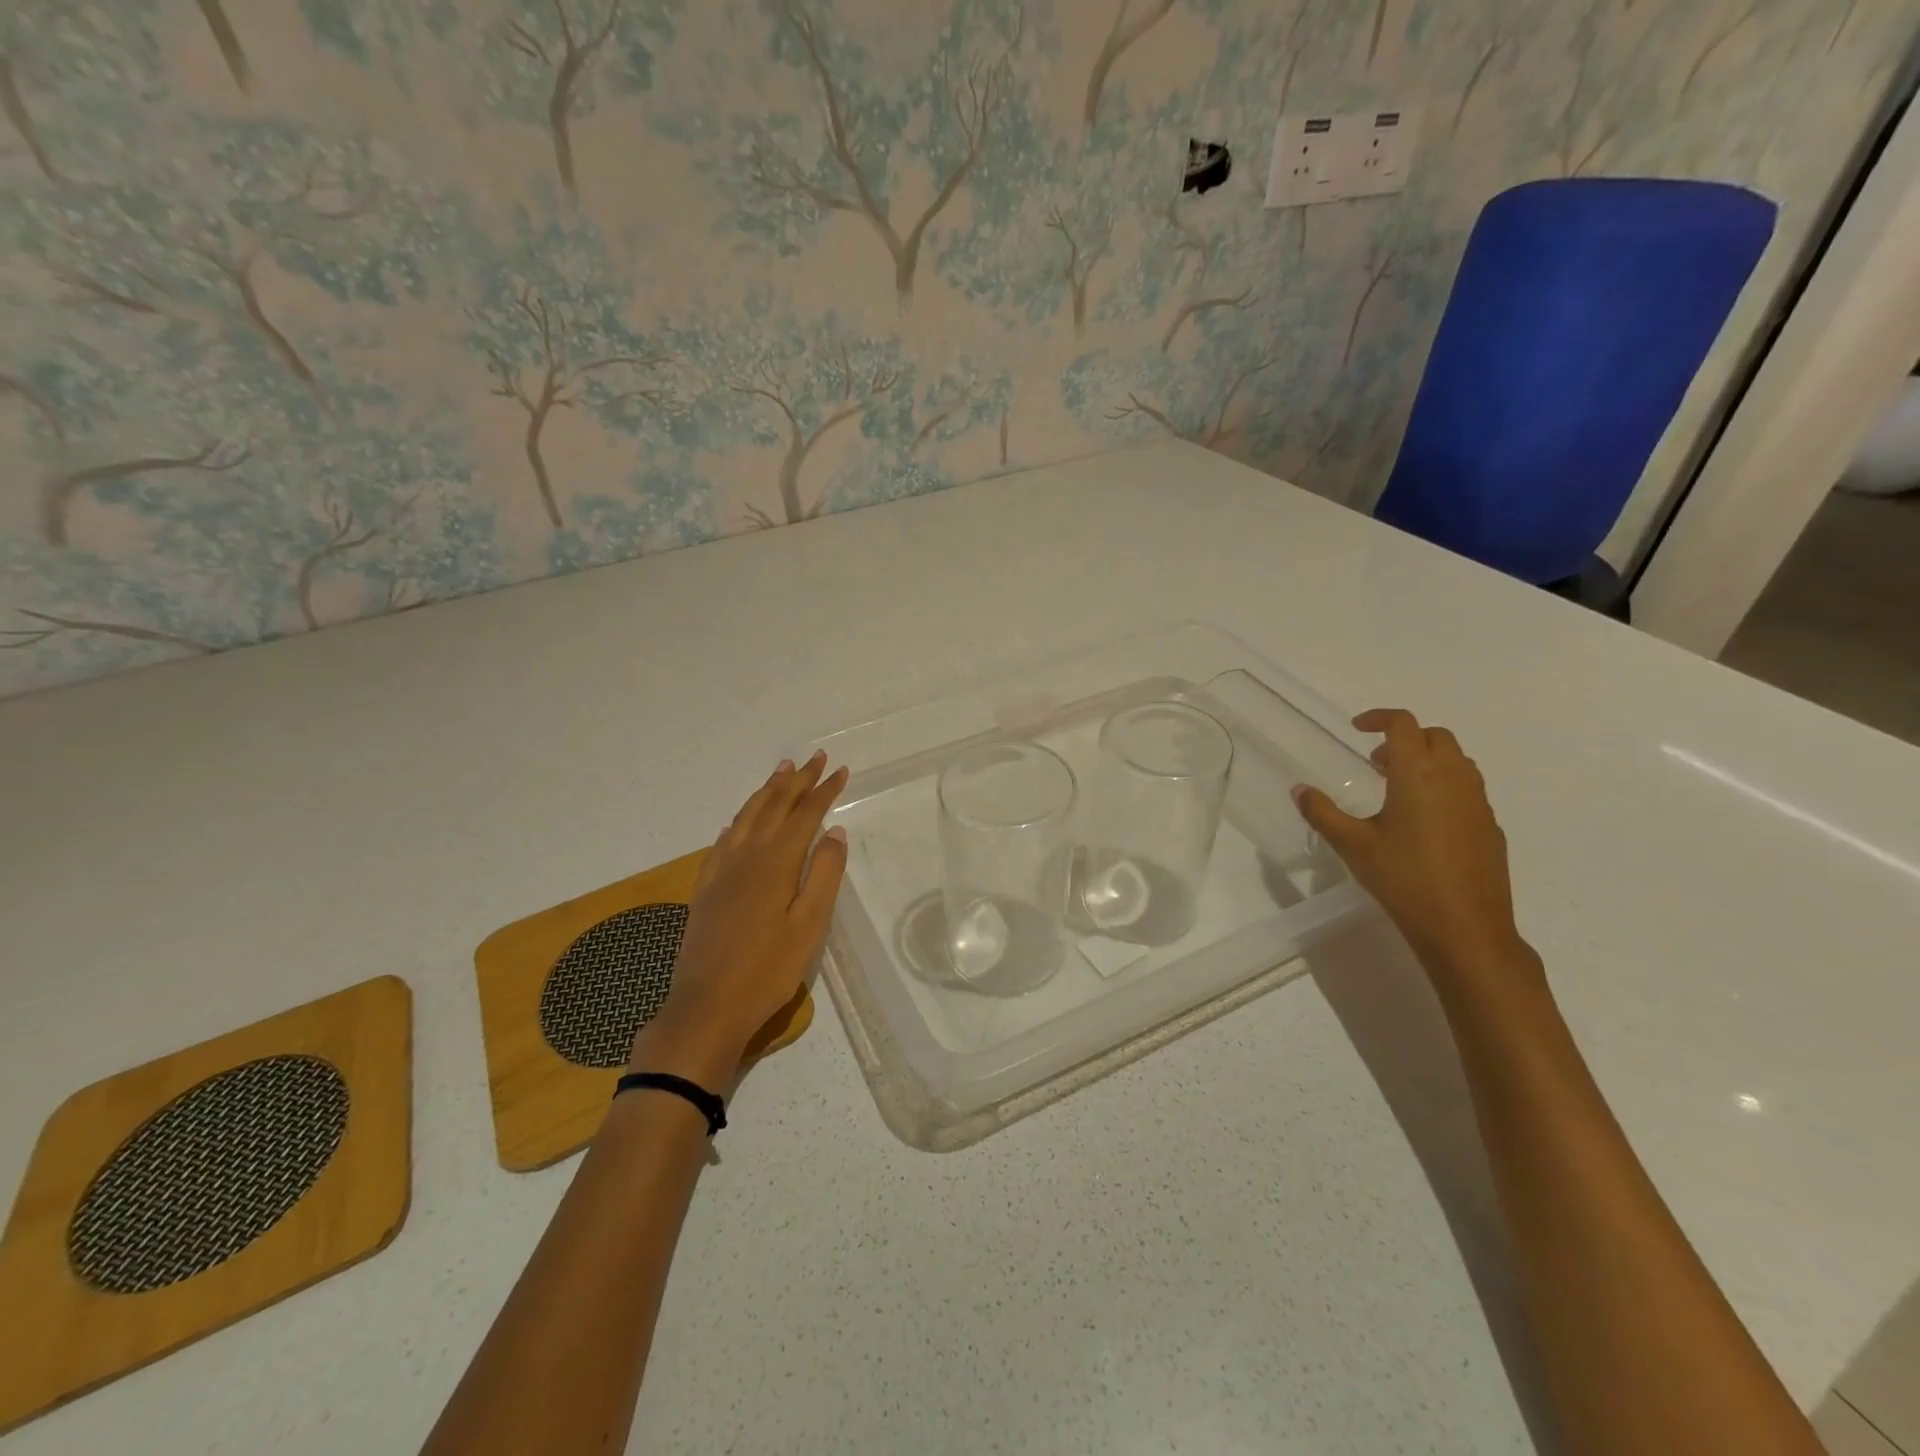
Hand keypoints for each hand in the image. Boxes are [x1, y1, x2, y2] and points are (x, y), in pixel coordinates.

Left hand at [630, 752, 849, 1091]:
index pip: (805, 814)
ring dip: (767, 791)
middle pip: (775, 806)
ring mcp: (722, 869)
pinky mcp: (706, 886)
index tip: (841, 770)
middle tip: (816, 758)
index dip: (824, 790)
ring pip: (747, 816)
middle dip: (798, 780)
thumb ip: (824, 874)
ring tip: (782, 771)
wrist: (706, 1006)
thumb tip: (834, 832)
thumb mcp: (810, 925)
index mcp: (776, 861)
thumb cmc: (768, 969)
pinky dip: (740, 820)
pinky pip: (725, 839)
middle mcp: (747, 855)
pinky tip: (740, 821)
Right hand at [1293, 709, 1532, 982]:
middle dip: (1405, 738)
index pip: (1403, 724)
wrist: (1465, 927)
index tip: (1357, 729)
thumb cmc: (1403, 878)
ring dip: (1428, 760)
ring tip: (1398, 789)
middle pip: (1436, 736)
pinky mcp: (1490, 826)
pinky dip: (1444, 786)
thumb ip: (1322, 813)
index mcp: (1417, 774)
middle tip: (1376, 763)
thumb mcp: (1352, 845)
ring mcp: (1478, 802)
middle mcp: (1453, 778)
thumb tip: (1299, 790)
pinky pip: (1468, 789)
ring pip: (1457, 760)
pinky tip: (1424, 822)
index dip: (1379, 718)